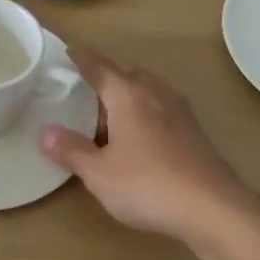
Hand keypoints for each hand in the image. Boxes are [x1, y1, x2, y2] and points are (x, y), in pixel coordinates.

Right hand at [39, 47, 259, 244]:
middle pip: (126, 75)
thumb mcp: (98, 172)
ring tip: (109, 122)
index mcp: (128, 94)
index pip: (99, 66)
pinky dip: (144, 116)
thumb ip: (71, 150)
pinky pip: (161, 111)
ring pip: (147, 92)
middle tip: (84, 97)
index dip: (81, 58)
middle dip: (106, 80)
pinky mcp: (194, 133)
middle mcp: (155, 94)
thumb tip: (45, 133)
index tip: (68, 50)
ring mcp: (179, 112)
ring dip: (127, 99)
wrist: (214, 209)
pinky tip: (137, 142)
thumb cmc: (148, 184)